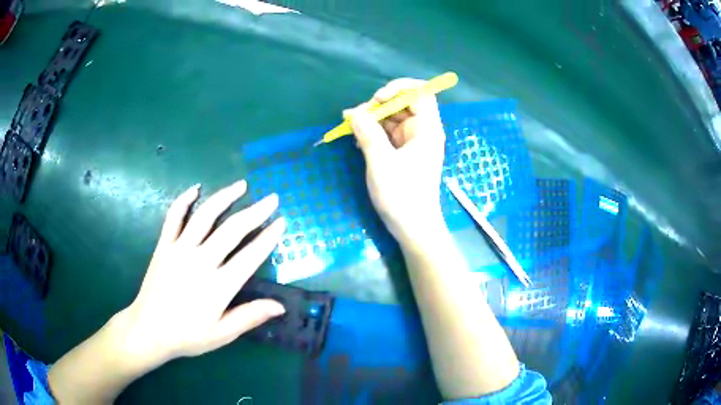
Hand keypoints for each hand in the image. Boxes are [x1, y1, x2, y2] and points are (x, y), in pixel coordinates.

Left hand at [118, 181, 286, 365]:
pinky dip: (184, 200)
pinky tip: (196, 188)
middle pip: (232, 230)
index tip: (281, 222)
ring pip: (205, 216)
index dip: (268, 238)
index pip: (250, 256)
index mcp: (218, 287)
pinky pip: (174, 217)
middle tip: (271, 198)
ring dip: (224, 197)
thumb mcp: (221, 335)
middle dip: (255, 212)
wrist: (148, 329)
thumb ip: (249, 317)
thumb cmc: (187, 336)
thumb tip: (280, 306)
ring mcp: (179, 250)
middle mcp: (200, 262)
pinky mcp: (164, 245)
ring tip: (241, 185)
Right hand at [347, 78, 447, 247]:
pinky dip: (373, 132)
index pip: (421, 92)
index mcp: (427, 129)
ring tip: (350, 127)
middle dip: (379, 105)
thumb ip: (367, 133)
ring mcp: (412, 142)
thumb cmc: (402, 196)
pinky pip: (388, 133)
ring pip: (393, 118)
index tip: (377, 99)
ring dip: (372, 119)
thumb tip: (354, 112)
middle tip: (357, 116)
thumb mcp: (381, 162)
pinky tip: (357, 140)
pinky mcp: (403, 153)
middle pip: (403, 103)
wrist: (414, 228)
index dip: (400, 88)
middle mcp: (422, 131)